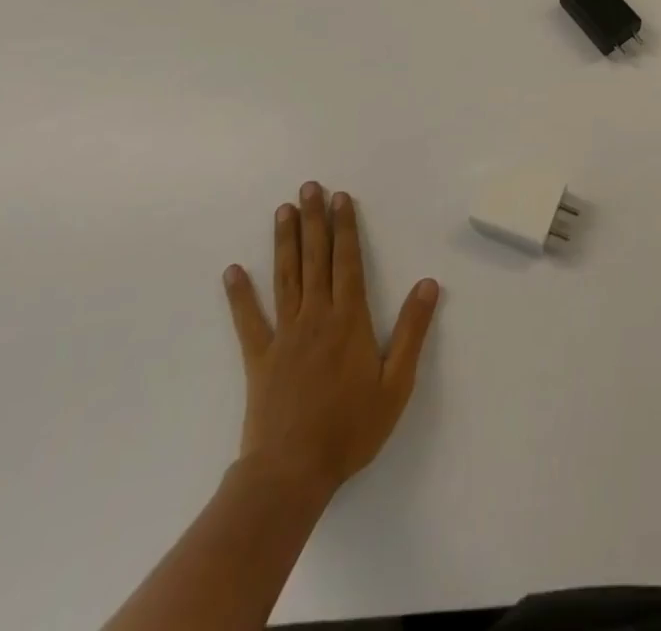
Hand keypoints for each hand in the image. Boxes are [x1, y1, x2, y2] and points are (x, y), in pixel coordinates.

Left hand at [221, 184, 439, 508]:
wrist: (291, 473)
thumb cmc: (350, 429)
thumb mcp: (396, 383)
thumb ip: (412, 331)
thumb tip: (428, 283)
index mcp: (349, 319)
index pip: (348, 261)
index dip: (345, 227)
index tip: (341, 198)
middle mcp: (316, 317)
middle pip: (316, 259)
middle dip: (314, 220)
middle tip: (309, 188)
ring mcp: (285, 335)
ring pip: (285, 278)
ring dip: (285, 242)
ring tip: (283, 210)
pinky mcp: (259, 359)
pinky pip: (249, 321)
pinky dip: (239, 295)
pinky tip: (232, 272)